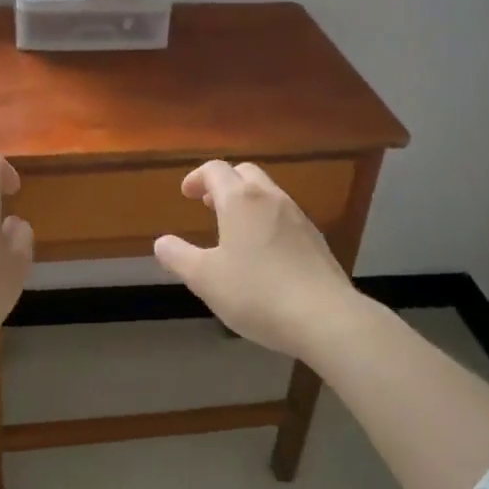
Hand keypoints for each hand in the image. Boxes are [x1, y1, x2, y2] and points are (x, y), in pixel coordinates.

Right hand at [153, 161, 356, 357]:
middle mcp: (270, 198)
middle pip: (245, 173)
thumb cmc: (257, 292)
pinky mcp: (316, 240)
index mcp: (240, 200)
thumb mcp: (205, 279)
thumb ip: (178, 257)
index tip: (186, 194)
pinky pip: (285, 216)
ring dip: (247, 201)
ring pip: (268, 193)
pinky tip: (264, 252)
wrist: (326, 318)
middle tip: (208, 204)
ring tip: (234, 229)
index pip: (215, 170)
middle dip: (224, 183)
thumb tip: (162, 243)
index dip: (197, 177)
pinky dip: (267, 220)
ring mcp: (298, 217)